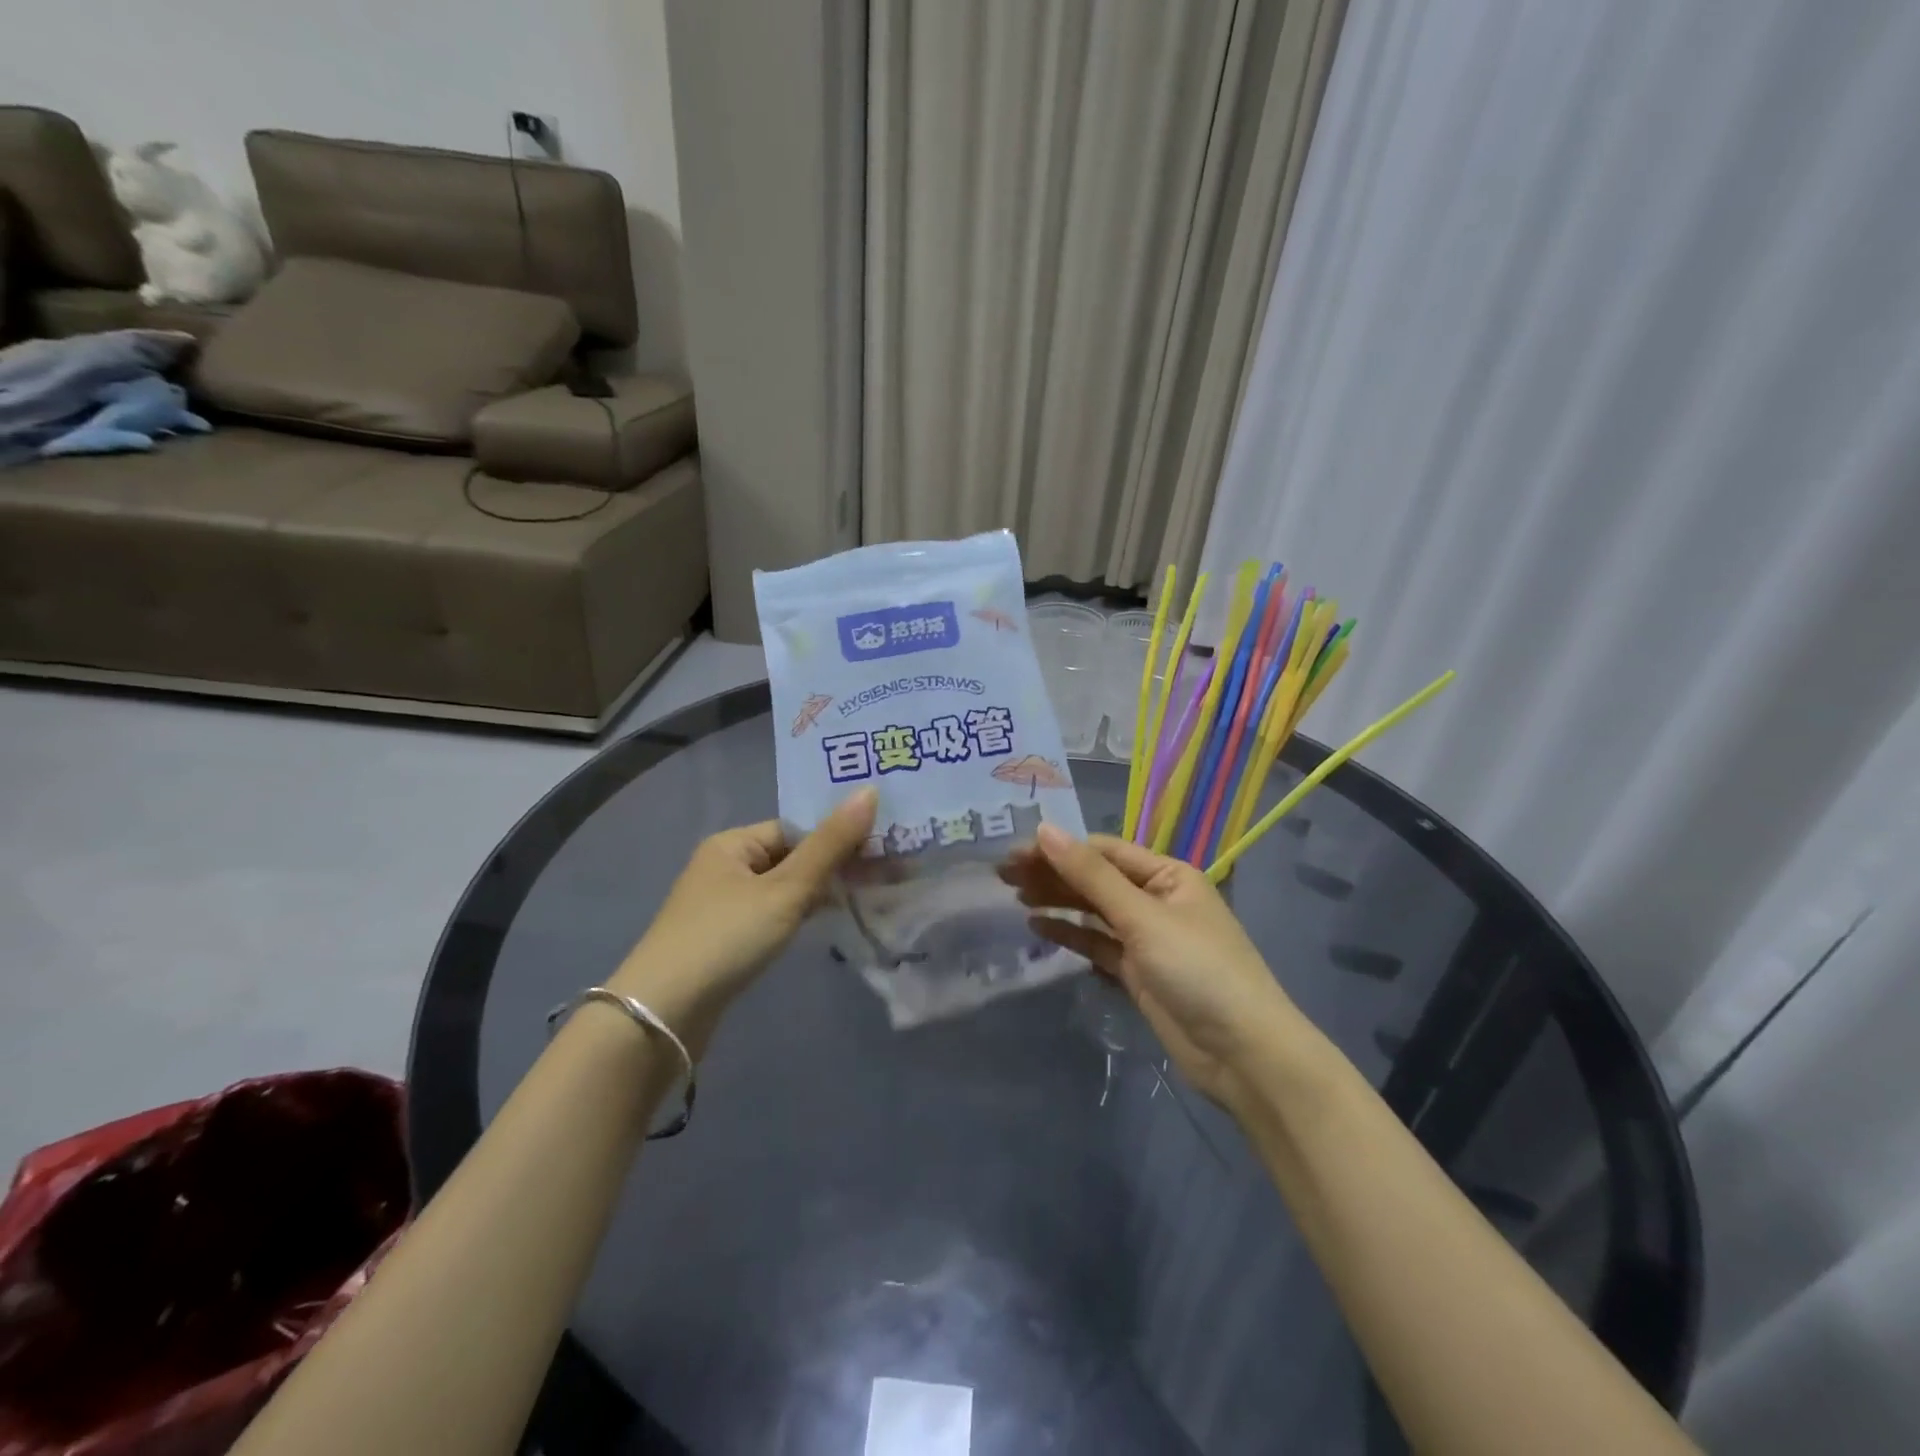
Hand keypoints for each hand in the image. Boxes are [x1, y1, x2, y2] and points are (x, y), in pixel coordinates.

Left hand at [608, 788, 876, 1054]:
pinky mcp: (725, 939)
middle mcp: (724, 867)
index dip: (836, 837)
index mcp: (732, 843)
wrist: (664, 1014)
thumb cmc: (727, 937)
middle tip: (884, 875)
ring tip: (866, 898)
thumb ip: (830, 844)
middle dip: (834, 866)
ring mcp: (723, 905)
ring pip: (784, 888)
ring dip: (820, 893)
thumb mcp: (786, 889)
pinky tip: (826, 924)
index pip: (796, 829)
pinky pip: (772, 914)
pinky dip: (800, 915)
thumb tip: (870, 790)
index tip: (880, 852)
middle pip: (791, 857)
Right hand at [1001, 825, 1306, 1111]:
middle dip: (1053, 874)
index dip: (1059, 849)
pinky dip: (1070, 935)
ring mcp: (1147, 938)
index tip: (1015, 855)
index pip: (1104, 851)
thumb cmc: (1198, 970)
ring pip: (1094, 912)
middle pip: (1096, 879)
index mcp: (1168, 875)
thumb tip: (1045, 830)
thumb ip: (1091, 876)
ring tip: (1014, 896)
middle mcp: (1157, 900)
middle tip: (1002, 876)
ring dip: (1058, 901)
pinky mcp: (1138, 973)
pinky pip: (1097, 945)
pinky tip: (1038, 927)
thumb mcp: (1143, 917)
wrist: (1243, 1055)